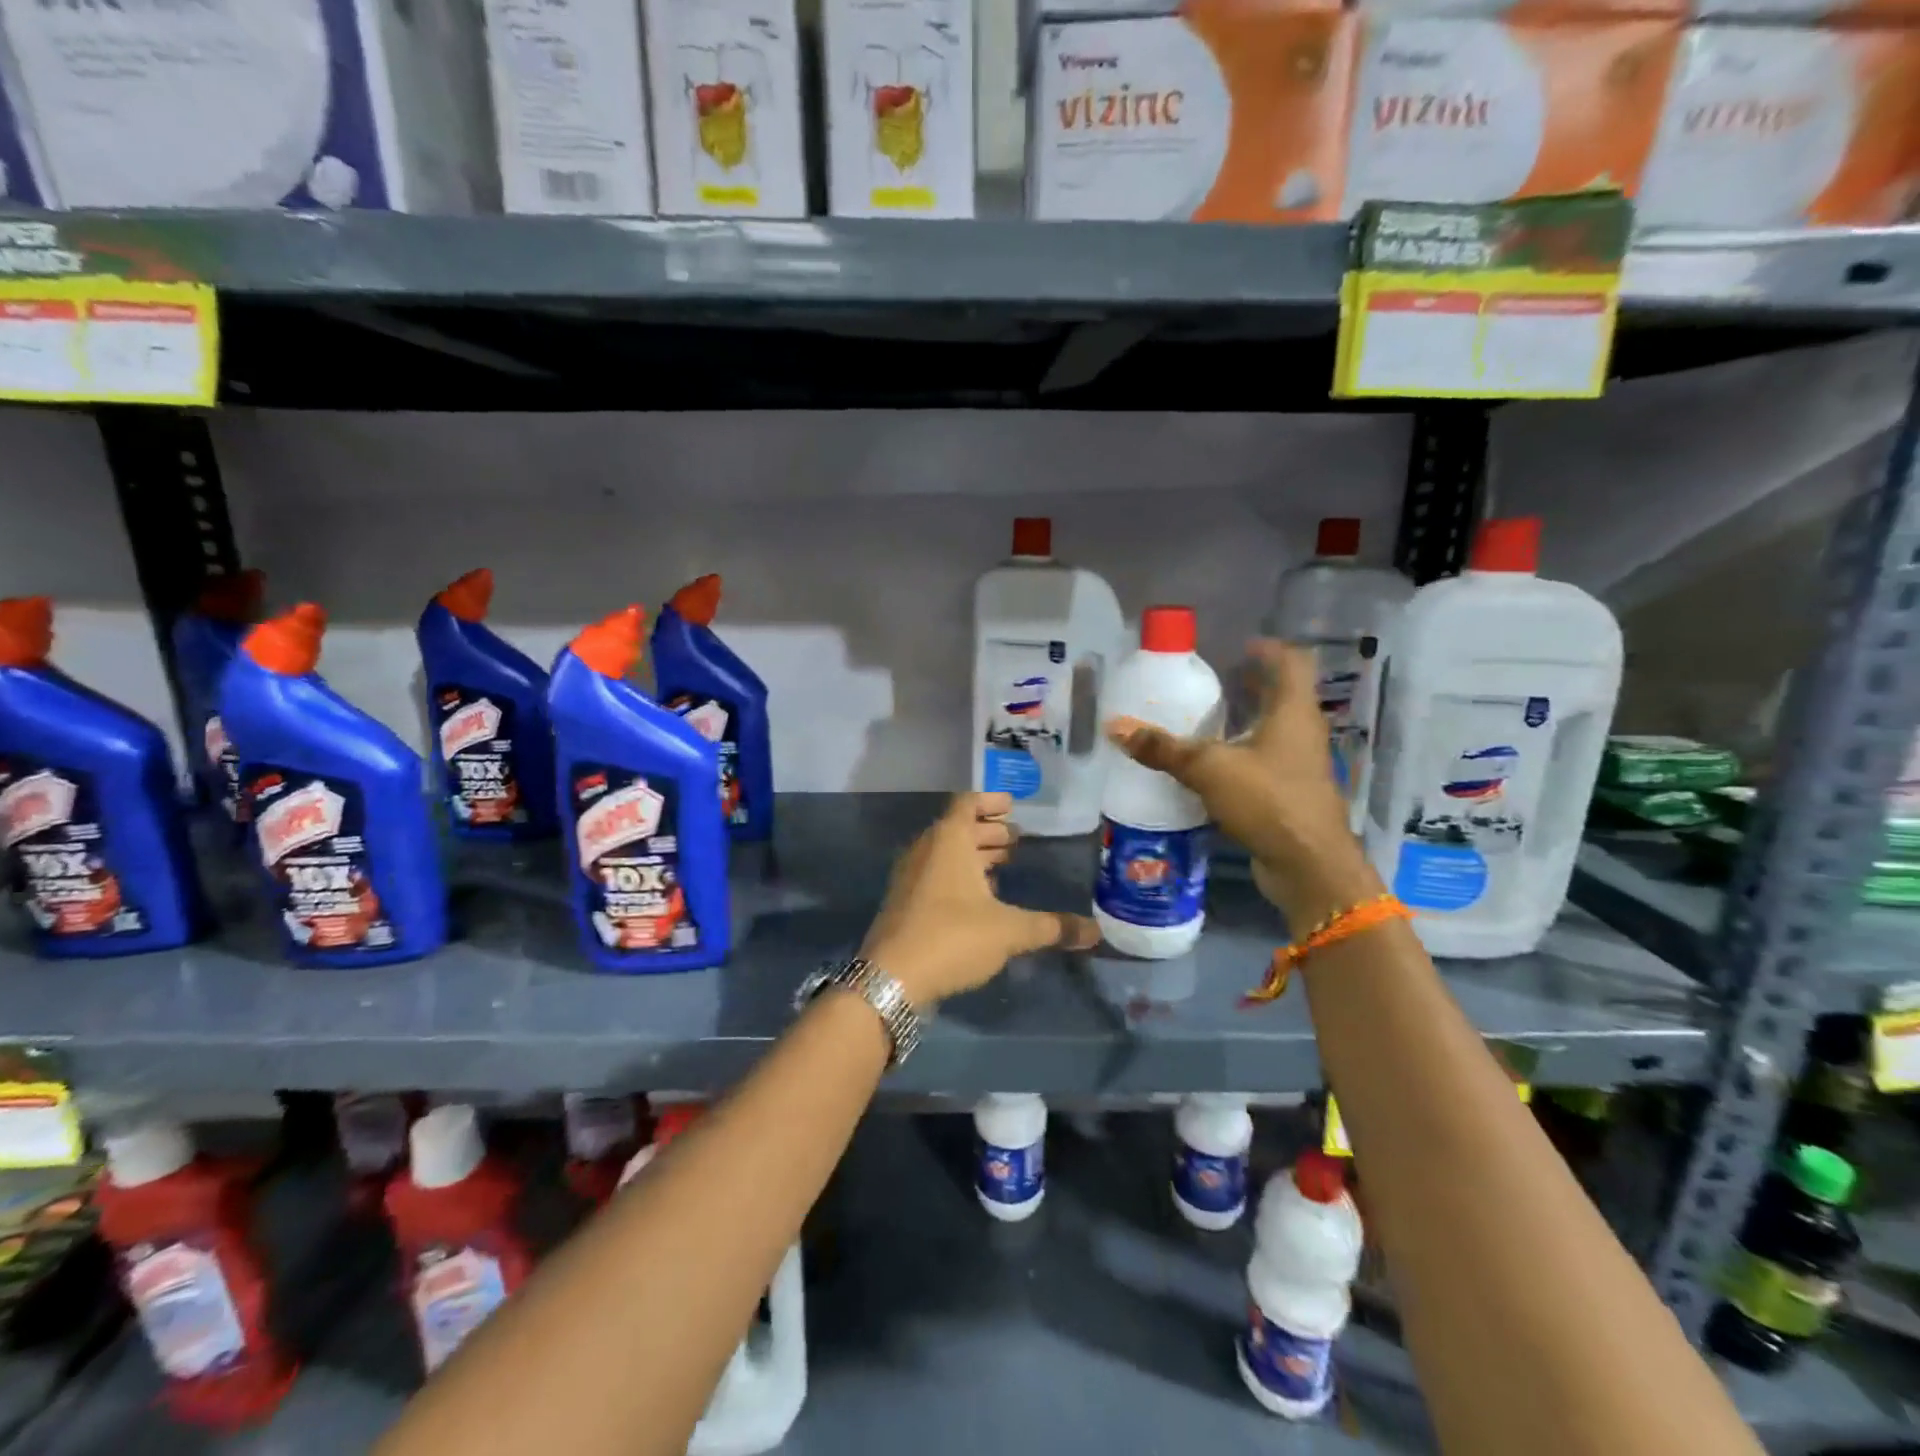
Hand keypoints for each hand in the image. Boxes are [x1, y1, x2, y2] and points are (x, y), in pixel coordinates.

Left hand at [860, 792, 1098, 1006]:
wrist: (891, 978)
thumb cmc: (952, 937)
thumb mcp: (1009, 931)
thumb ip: (1051, 927)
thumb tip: (1095, 931)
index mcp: (948, 840)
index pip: (968, 803)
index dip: (991, 802)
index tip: (1013, 806)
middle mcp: (926, 850)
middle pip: (958, 828)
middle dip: (988, 831)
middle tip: (1017, 839)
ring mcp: (911, 876)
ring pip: (946, 853)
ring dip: (974, 854)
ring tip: (1003, 864)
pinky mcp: (905, 902)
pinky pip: (936, 874)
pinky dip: (959, 875)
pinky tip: (980, 897)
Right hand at [1106, 640, 1379, 927]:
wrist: (1308, 865)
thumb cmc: (1268, 800)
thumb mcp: (1208, 768)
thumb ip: (1163, 748)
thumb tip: (1115, 727)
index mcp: (1292, 712)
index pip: (1291, 664)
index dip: (1269, 650)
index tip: (1240, 646)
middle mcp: (1302, 732)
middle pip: (1282, 696)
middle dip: (1251, 685)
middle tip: (1214, 680)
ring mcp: (1301, 766)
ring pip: (1274, 731)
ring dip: (1245, 721)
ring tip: (1206, 719)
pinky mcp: (1291, 794)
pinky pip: (1265, 762)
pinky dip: (1242, 755)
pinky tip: (1212, 766)